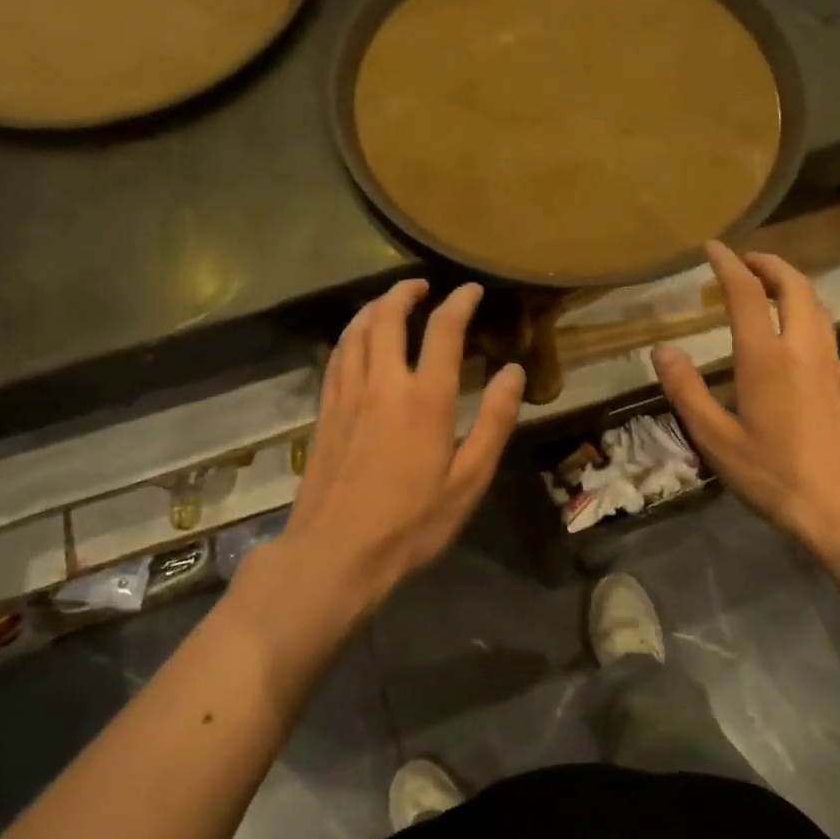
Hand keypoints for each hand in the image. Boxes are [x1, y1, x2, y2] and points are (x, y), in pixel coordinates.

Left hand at [282, 279, 524, 614]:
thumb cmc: (411, 522)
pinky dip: (351, 335)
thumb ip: (493, 421)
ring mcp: (347, 394)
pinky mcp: (325, 411)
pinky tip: (357, 341)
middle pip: (387, 316)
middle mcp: (382, 383)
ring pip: (356, 330)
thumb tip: (514, 372)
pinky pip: (337, 356)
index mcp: (424, 398)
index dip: (460, 302)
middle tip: (423, 287)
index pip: (443, 329)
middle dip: (406, 292)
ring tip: (389, 303)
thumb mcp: (468, 479)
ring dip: (374, 307)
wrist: (336, 552)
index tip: (472, 291)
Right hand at [653, 243, 839, 573]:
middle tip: (745, 260)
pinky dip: (804, 312)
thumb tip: (663, 350)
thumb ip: (687, 392)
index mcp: (767, 359)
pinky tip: (790, 335)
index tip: (713, 247)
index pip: (747, 293)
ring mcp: (831, 366)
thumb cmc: (776, 476)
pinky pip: (824, 330)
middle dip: (770, 264)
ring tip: (768, 286)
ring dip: (792, 284)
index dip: (728, 265)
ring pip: (816, 306)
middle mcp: (803, 350)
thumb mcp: (717, 440)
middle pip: (795, 286)